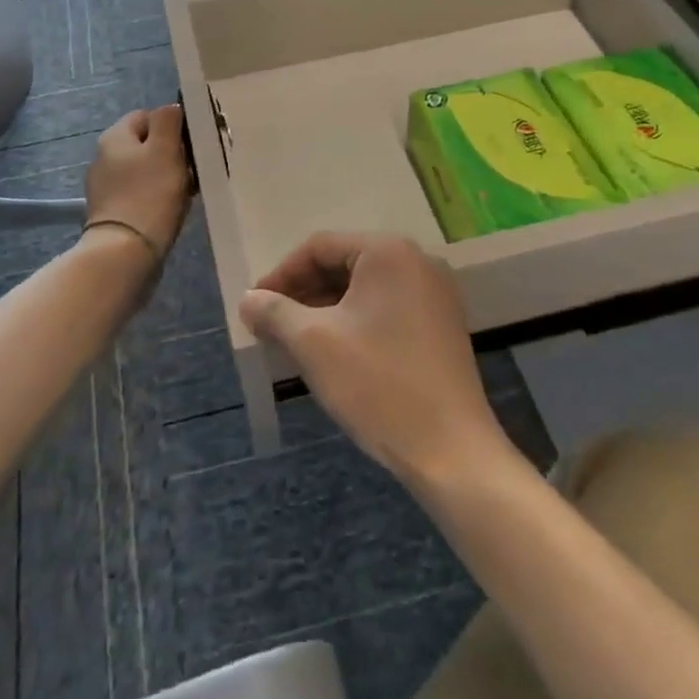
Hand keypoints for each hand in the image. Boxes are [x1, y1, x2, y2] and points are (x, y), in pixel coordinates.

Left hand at [84, 106, 190, 255]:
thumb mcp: (165, 149)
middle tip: (193, 170)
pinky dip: (156, 198)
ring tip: (186, 193)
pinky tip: (170, 210)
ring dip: (165, 177)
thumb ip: (168, 121)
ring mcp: (105, 187)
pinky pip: (139, 194)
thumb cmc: (149, 194)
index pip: (146, 116)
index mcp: (114, 137)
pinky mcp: (112, 212)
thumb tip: (171, 108)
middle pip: (146, 144)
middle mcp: (104, 158)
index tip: (190, 144)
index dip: (172, 126)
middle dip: (170, 154)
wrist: (124, 253)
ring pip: (144, 171)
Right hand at [240, 232, 510, 488]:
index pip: (319, 247)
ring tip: (294, 341)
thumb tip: (248, 299)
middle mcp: (417, 261)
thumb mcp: (313, 343)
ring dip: (326, 309)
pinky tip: (334, 352)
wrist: (450, 451)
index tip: (255, 306)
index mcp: (388, 252)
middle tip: (271, 324)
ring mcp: (435, 294)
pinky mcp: (442, 326)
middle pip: (344, 263)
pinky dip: (355, 322)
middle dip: (303, 292)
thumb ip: (274, 312)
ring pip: (365, 290)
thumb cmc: (377, 384)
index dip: (281, 274)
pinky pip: (387, 309)